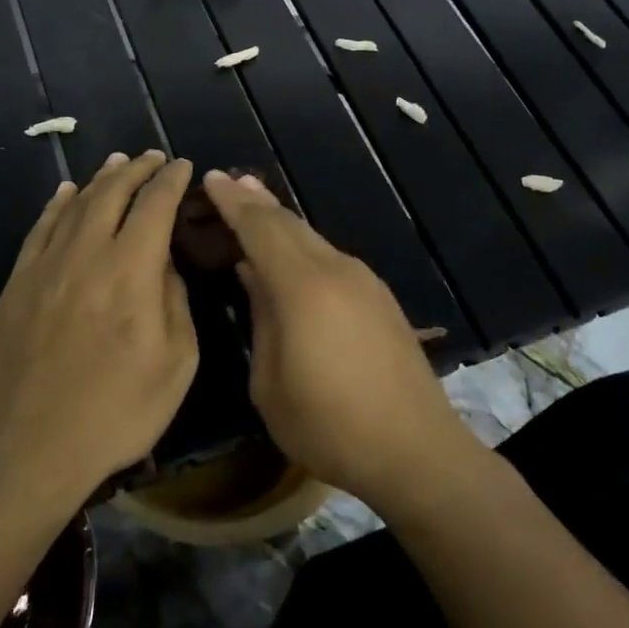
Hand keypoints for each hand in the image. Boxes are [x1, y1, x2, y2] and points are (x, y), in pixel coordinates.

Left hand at [0, 151, 198, 505]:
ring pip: (75, 205)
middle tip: (152, 157)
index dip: (171, 180)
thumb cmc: (116, 412)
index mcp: (131, 270)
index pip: (155, 205)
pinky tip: (66, 194)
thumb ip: (174, 301)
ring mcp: (45, 267)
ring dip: (100, 179)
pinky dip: (56, 205)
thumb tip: (163, 264)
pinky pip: (39, 230)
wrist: (29, 449)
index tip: (183, 165)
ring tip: (116, 162)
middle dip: (136, 169)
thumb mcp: (176, 362)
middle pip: (112, 193)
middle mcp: (87, 254)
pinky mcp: (17, 285)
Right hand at [202, 170, 479, 510]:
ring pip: (313, 238)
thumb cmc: (330, 426)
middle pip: (289, 224)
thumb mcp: (271, 385)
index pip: (260, 229)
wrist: (417, 449)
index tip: (212, 177)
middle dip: (257, 201)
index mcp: (303, 288)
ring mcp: (364, 281)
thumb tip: (254, 276)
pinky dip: (303, 246)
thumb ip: (261, 321)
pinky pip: (331, 258)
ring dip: (281, 221)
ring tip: (255, 206)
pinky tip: (291, 256)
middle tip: (230, 181)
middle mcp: (336, 271)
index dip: (233, 202)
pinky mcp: (380, 298)